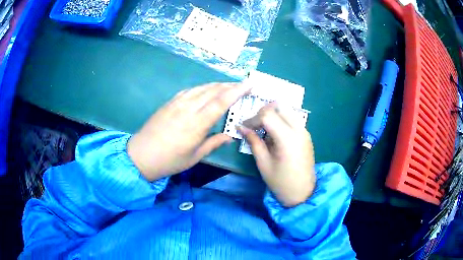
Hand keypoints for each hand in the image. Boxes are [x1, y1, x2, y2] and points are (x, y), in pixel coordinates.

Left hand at [128, 83, 250, 180]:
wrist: (141, 155)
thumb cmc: (169, 160)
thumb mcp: (194, 156)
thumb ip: (214, 143)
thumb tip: (230, 136)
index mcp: (196, 124)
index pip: (221, 102)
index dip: (237, 91)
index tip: (249, 84)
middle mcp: (188, 108)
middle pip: (213, 90)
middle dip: (230, 85)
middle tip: (243, 85)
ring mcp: (177, 103)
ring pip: (201, 88)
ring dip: (217, 85)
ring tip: (228, 86)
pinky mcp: (169, 102)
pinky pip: (190, 90)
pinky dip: (202, 88)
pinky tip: (206, 90)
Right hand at [238, 103, 315, 206]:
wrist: (303, 193)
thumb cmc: (281, 182)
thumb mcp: (263, 163)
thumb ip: (253, 141)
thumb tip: (241, 127)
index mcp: (287, 138)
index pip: (267, 115)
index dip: (252, 119)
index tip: (244, 127)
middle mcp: (299, 129)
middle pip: (279, 106)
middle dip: (263, 111)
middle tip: (254, 125)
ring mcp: (305, 131)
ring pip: (287, 109)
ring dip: (273, 114)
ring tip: (264, 129)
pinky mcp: (306, 134)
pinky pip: (292, 118)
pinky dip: (281, 119)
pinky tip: (275, 134)